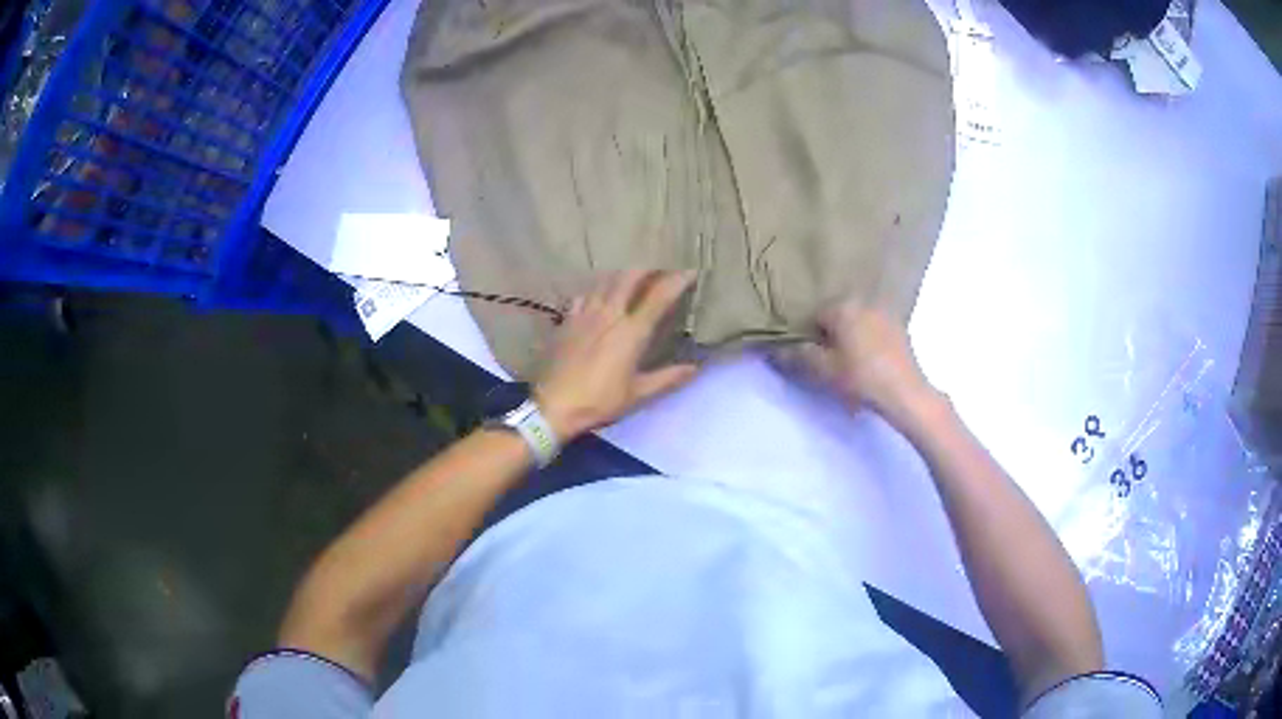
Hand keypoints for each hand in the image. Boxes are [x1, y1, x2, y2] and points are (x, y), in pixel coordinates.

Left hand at [535, 270, 699, 439]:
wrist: (555, 405)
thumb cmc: (600, 401)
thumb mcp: (638, 394)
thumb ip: (668, 377)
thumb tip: (694, 368)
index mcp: (632, 331)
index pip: (659, 296)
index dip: (677, 280)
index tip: (690, 272)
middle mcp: (610, 314)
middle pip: (630, 277)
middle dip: (647, 270)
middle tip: (659, 272)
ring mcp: (585, 314)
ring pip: (606, 281)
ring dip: (622, 276)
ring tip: (632, 278)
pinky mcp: (568, 320)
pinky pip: (585, 295)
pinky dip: (597, 291)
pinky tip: (598, 297)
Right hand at [770, 300, 939, 427]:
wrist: (905, 393)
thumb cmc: (860, 377)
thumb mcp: (822, 370)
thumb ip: (797, 356)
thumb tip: (772, 348)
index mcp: (843, 306)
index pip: (815, 316)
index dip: (810, 338)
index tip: (814, 359)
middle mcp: (865, 302)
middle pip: (838, 318)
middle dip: (832, 337)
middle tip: (831, 364)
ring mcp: (886, 314)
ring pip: (858, 324)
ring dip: (852, 340)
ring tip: (852, 366)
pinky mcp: (900, 330)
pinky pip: (875, 332)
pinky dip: (869, 344)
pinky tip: (871, 366)